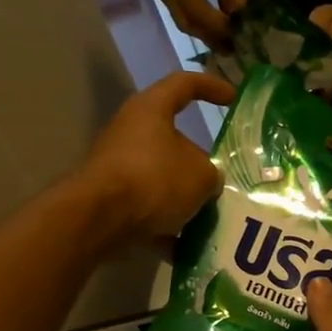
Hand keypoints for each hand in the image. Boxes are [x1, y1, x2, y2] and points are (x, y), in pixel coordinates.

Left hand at [73, 70, 236, 248]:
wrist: (99, 220)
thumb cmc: (154, 179)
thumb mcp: (202, 175)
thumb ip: (211, 174)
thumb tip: (205, 182)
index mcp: (151, 110)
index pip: (184, 84)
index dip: (211, 87)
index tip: (232, 98)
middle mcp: (131, 132)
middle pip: (174, 140)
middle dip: (200, 162)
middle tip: (224, 178)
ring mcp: (117, 166)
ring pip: (162, 178)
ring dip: (186, 197)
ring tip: (212, 216)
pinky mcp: (110, 199)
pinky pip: (148, 209)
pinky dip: (167, 227)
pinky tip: (188, 246)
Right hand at [156, 0, 246, 45]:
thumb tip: (235, 12)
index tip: (245, 12)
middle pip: (195, 7)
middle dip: (219, 28)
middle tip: (239, 41)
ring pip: (186, 21)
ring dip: (209, 38)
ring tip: (229, 48)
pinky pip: (181, 21)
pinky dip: (200, 34)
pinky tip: (216, 40)